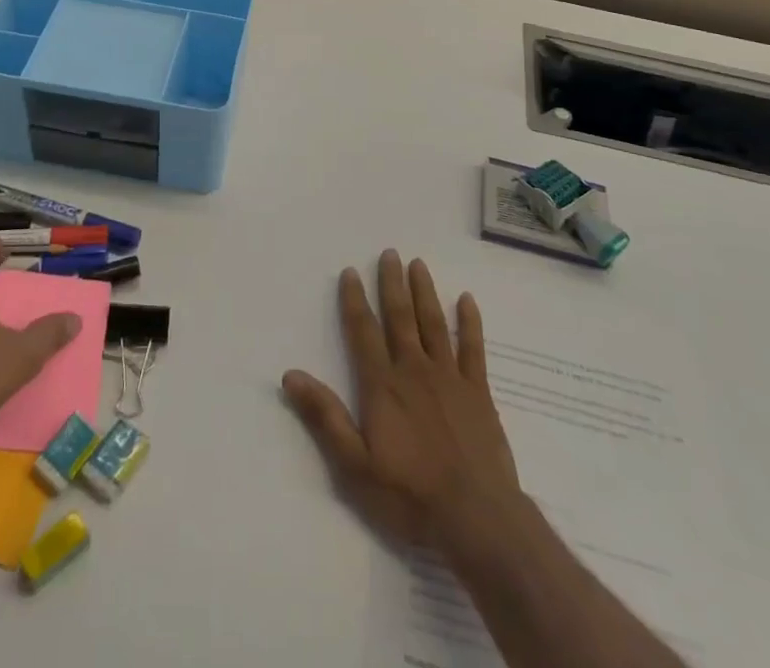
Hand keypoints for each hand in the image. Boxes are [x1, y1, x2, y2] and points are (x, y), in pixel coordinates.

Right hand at [282, 250, 520, 548]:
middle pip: (400, 317)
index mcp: (382, 385)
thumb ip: (325, 417)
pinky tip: (467, 300)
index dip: (355, 300)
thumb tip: (291, 375)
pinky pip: (473, 348)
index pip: (364, 331)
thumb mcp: (354, 466)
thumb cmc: (409, 496)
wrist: (476, 518)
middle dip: (392, 283)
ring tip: (418, 264)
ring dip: (425, 292)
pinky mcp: (478, 392)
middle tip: (389, 252)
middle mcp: (414, 370)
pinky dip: (470, 323)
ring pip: (434, 323)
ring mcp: (449, 377)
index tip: (351, 272)